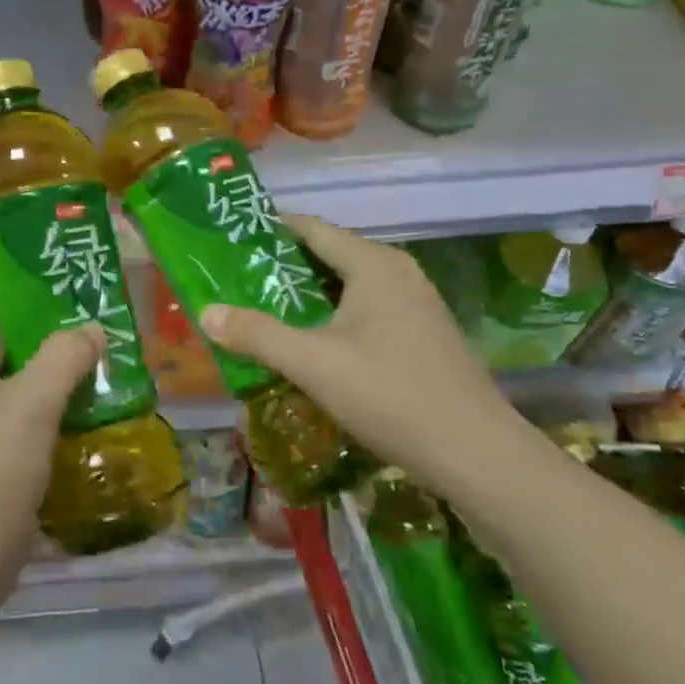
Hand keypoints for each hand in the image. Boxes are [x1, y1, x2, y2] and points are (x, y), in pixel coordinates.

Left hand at [0, 277, 102, 594]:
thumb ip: (64, 358)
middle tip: (87, 304)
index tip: (41, 263)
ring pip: (14, 380)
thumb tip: (93, 329)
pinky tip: (88, 404)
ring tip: (98, 347)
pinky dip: (51, 403)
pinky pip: (23, 416)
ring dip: (50, 364)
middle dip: (38, 320)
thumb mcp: (30, 404)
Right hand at [199, 216, 525, 497]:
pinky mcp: (424, 335)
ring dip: (309, 297)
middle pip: (330, 256)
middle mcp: (398, 272)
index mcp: (374, 264)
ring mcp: (417, 304)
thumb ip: (257, 334)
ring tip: (265, 312)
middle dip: (284, 268)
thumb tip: (206, 312)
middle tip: (239, 281)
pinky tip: (314, 345)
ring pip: (350, 287)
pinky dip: (335, 317)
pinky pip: (368, 311)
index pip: (312, 228)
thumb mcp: (313, 364)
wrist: (478, 455)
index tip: (233, 240)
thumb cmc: (391, 394)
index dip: (271, 230)